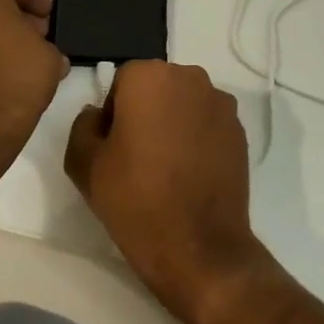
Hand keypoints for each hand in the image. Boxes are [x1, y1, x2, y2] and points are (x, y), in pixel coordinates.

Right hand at [65, 60, 271, 323]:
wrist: (198, 247)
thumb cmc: (135, 199)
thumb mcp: (84, 163)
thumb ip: (83, 125)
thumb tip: (98, 114)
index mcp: (149, 76)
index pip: (121, 82)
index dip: (113, 114)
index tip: (113, 148)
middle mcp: (190, 78)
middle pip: (156, 88)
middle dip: (145, 113)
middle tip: (136, 157)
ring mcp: (221, 104)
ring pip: (184, 105)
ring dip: (173, 124)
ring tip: (166, 167)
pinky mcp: (240, 132)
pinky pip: (207, 124)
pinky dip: (197, 139)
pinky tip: (190, 175)